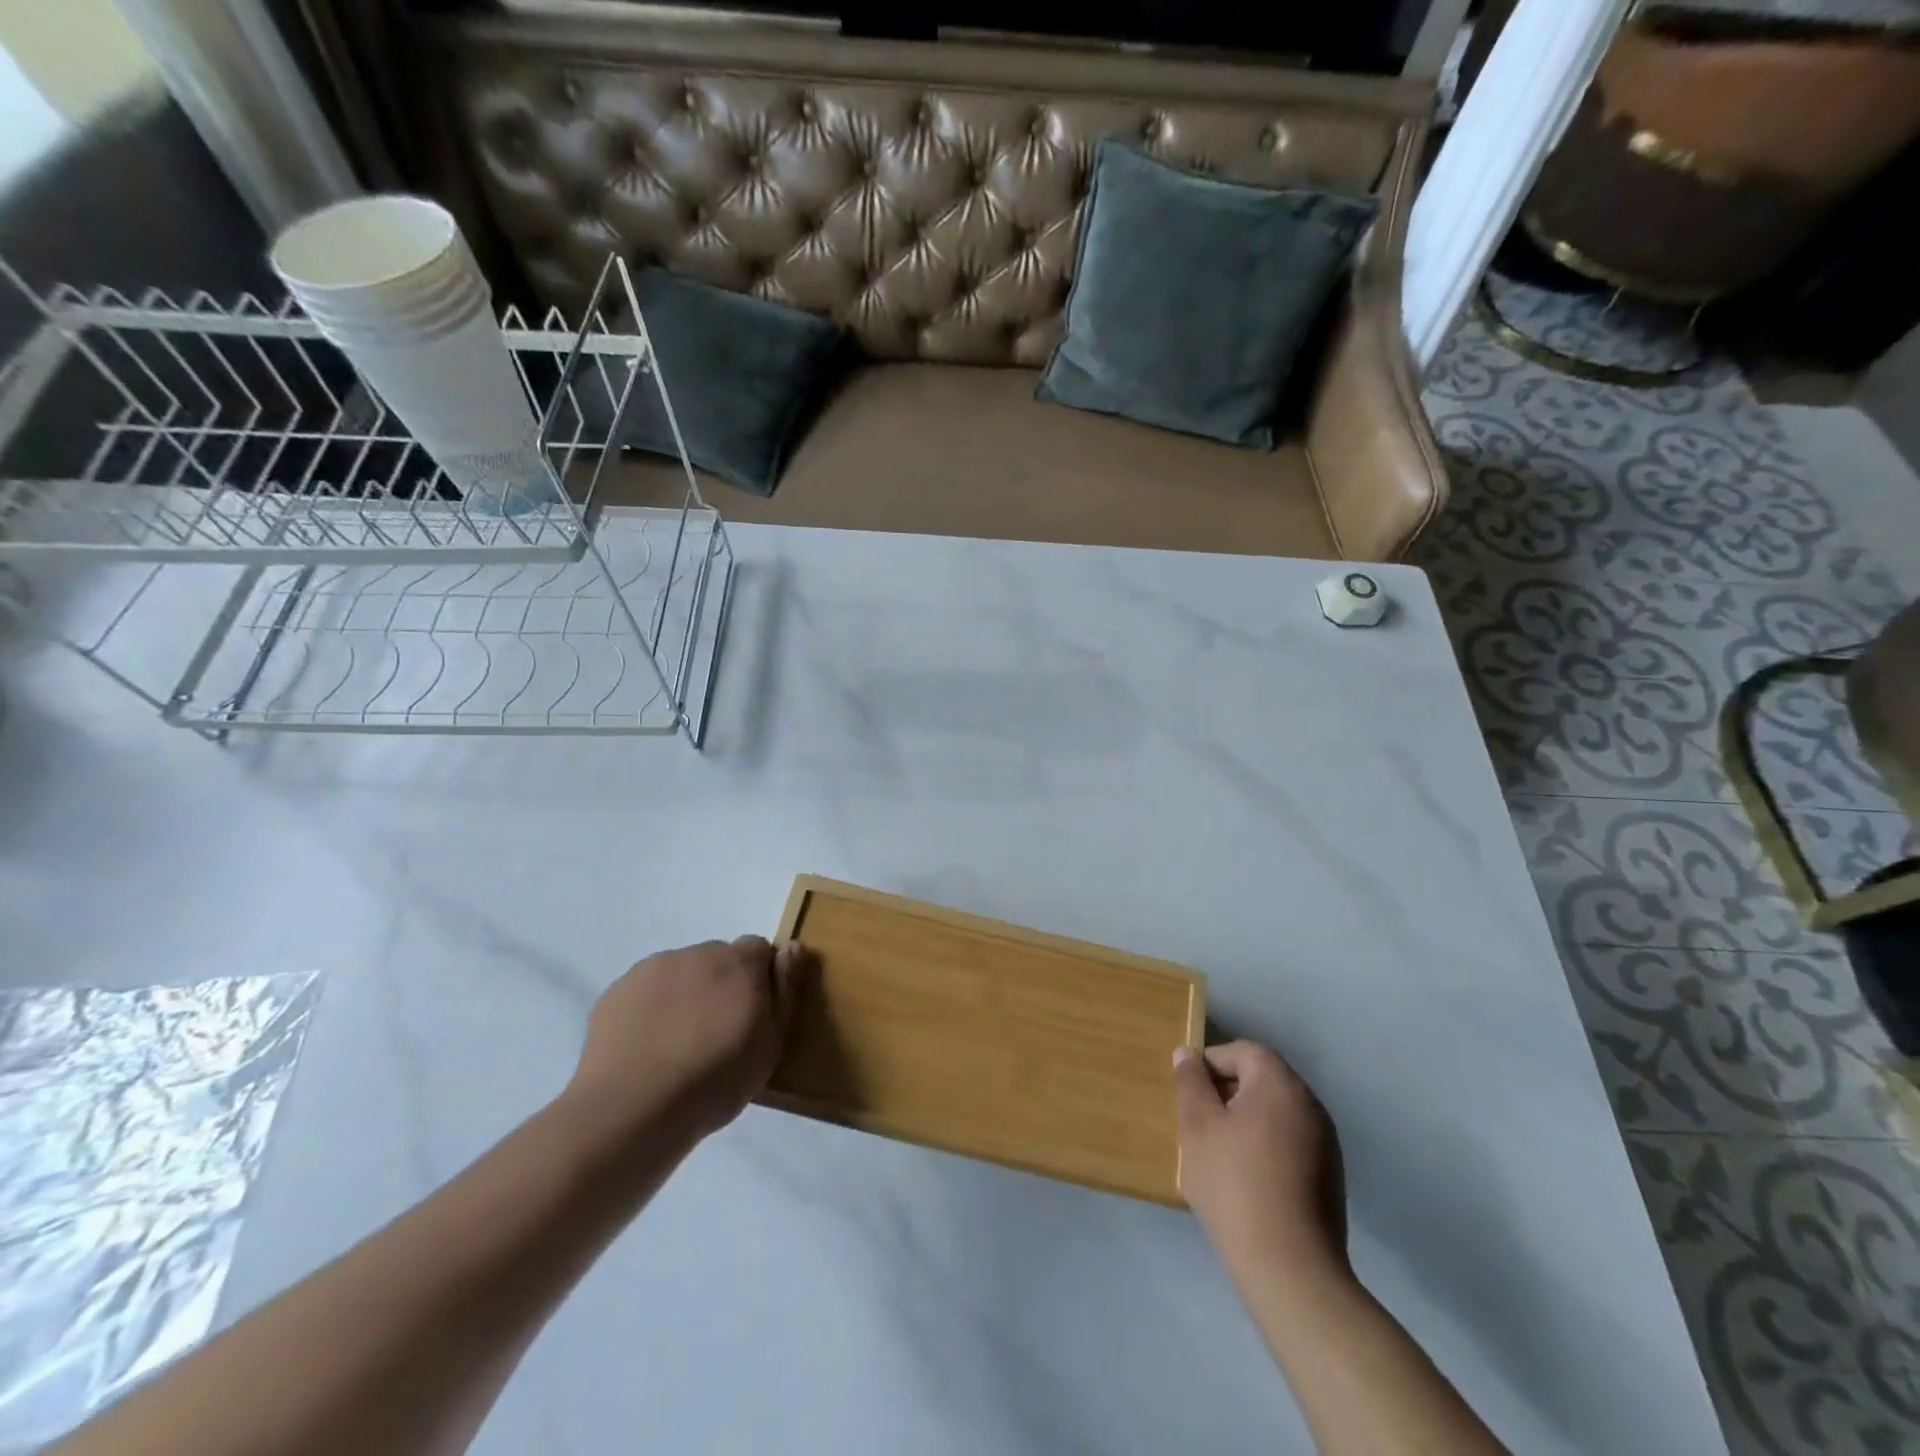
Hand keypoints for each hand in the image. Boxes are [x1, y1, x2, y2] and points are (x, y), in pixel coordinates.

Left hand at [566, 937, 806, 1147]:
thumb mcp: (770, 1044)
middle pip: (718, 958)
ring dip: (686, 994)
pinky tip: (647, 1047)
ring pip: (680, 973)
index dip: (759, 978)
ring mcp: (652, 968)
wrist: (632, 1110)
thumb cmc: (715, 1081)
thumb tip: (793, 948)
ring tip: (677, 1045)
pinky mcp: (617, 990)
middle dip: (721, 984)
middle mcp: (697, 953)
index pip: (759, 948)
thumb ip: (785, 990)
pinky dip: (651, 1008)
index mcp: (739, 962)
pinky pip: (645, 991)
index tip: (753, 1015)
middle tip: (716, 1033)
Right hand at [1173, 1041, 1346, 1280]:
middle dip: (1226, 1093)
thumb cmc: (1234, 1184)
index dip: (1211, 1064)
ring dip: (1245, 1122)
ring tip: (1218, 1154)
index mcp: (1280, 1084)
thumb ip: (1190, 1082)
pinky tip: (1246, 1181)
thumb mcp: (1197, 1126)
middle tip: (1198, 1124)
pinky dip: (1265, 1148)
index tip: (1188, 1095)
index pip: (1242, 1051)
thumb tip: (1188, 1054)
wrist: (1290, 1270)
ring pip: (1274, 1113)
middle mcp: (1310, 1104)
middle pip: (1261, 1080)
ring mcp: (1325, 1143)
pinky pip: (1289, 1143)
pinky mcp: (1329, 1178)